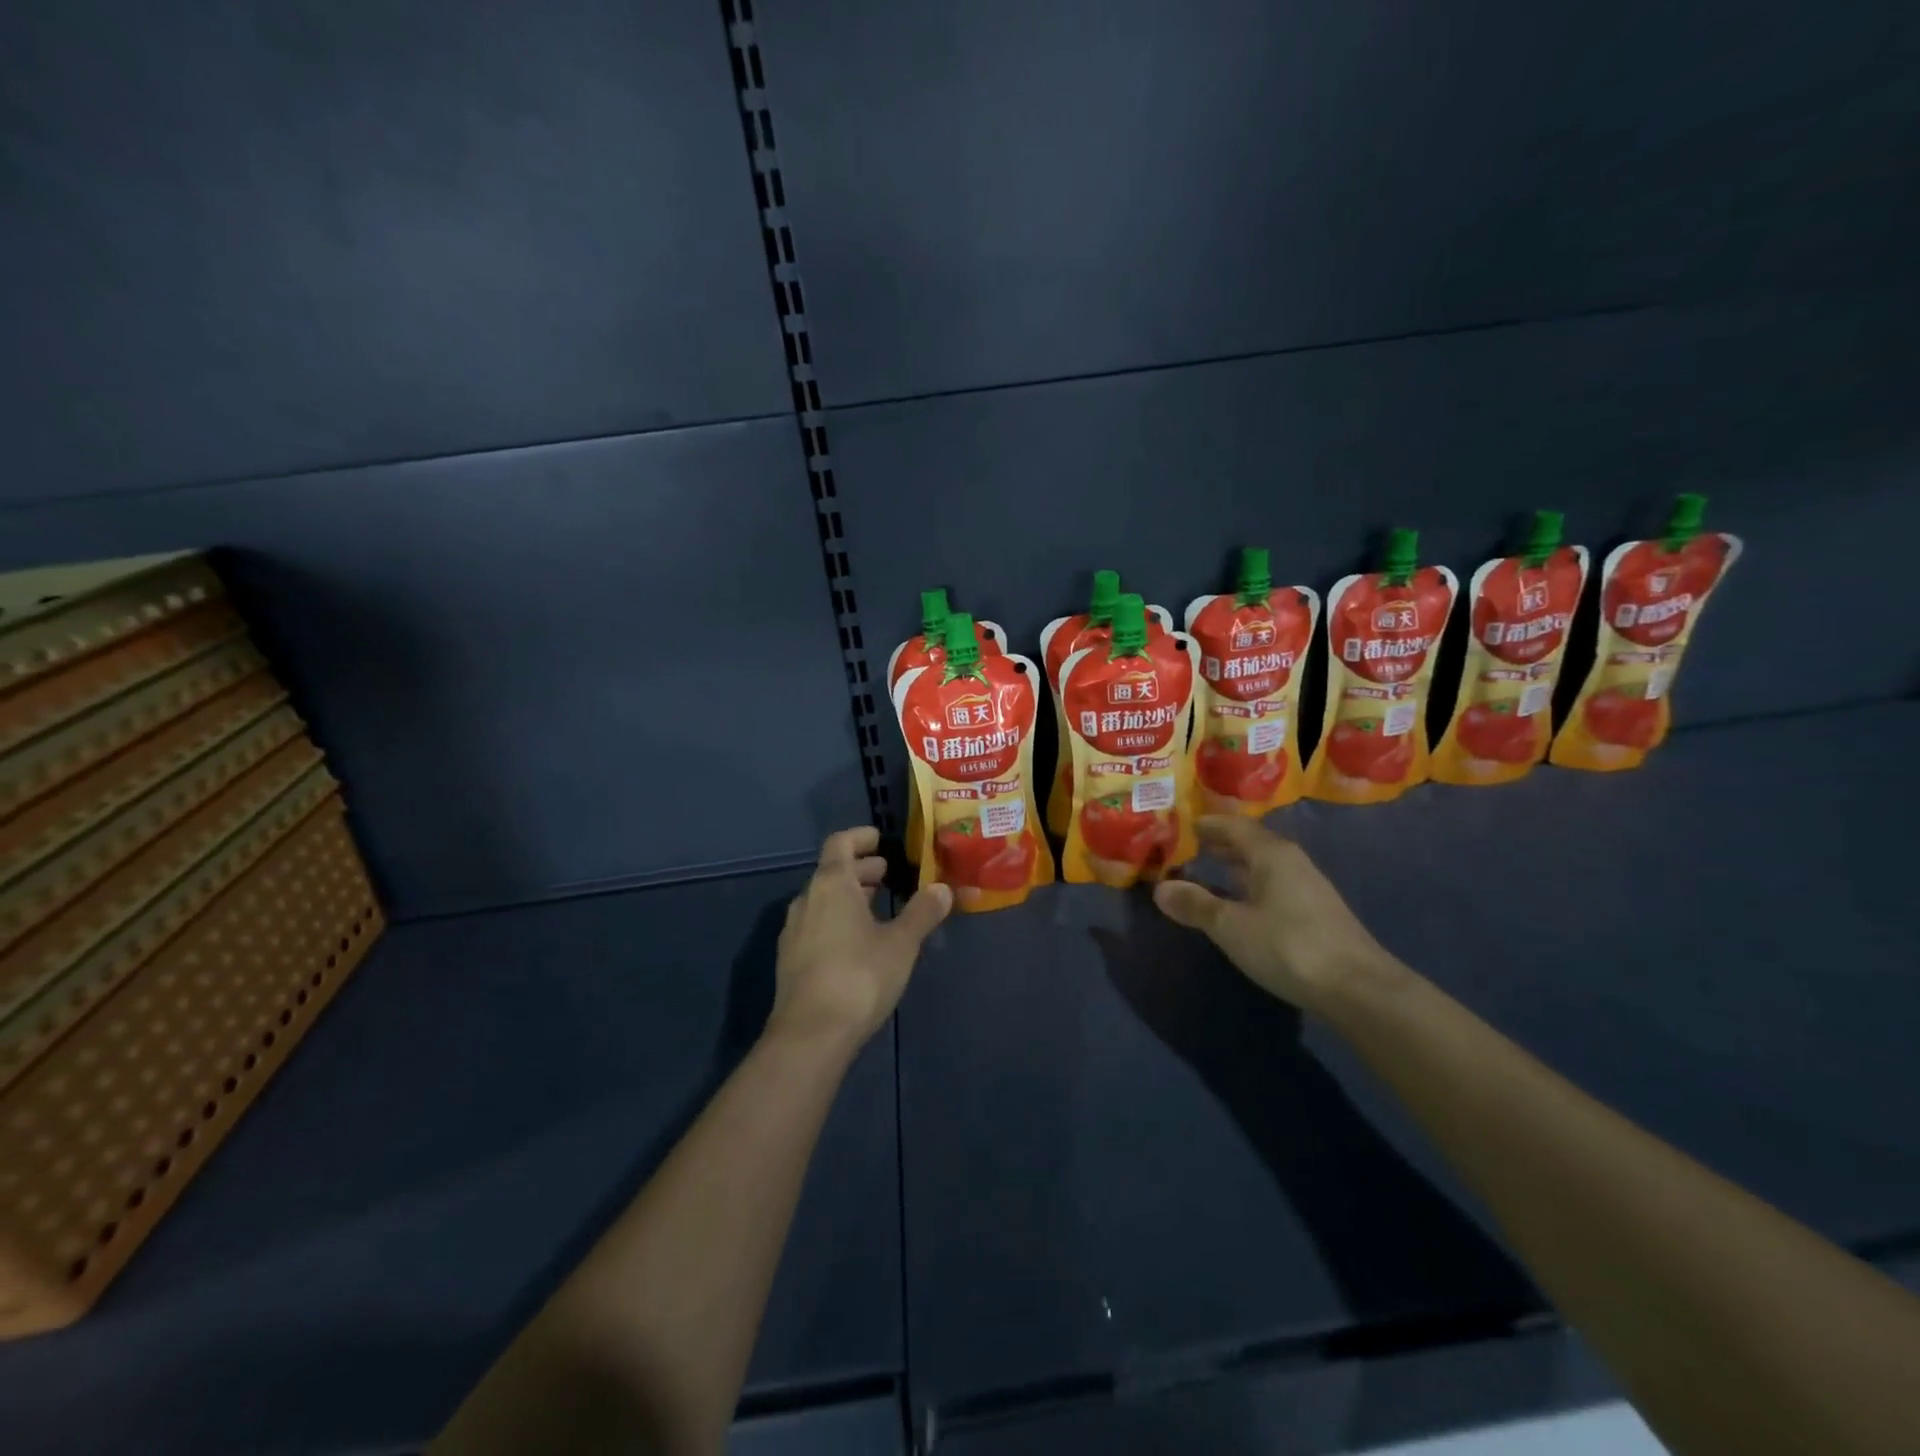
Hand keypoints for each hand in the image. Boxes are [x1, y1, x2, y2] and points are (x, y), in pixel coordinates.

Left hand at [771, 826, 951, 1051]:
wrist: (810, 1035)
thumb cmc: (859, 977)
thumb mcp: (901, 943)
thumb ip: (922, 912)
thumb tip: (942, 888)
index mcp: (831, 884)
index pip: (840, 843)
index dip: (861, 837)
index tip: (880, 839)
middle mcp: (806, 900)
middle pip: (831, 871)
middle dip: (860, 870)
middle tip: (887, 875)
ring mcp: (793, 931)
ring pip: (822, 899)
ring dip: (848, 896)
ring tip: (877, 906)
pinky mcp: (790, 960)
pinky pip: (816, 924)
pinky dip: (837, 919)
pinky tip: (857, 941)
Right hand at [1152, 816, 1394, 1012]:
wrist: (1359, 989)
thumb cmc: (1288, 946)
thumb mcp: (1231, 926)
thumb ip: (1195, 904)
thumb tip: (1160, 888)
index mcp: (1271, 854)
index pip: (1234, 826)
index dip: (1208, 825)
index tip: (1183, 826)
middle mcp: (1291, 862)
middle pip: (1251, 843)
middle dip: (1221, 844)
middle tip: (1190, 848)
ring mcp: (1308, 888)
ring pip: (1264, 866)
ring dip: (1237, 866)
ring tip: (1209, 872)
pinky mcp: (1316, 914)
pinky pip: (1274, 886)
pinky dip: (1251, 886)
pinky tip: (1241, 904)